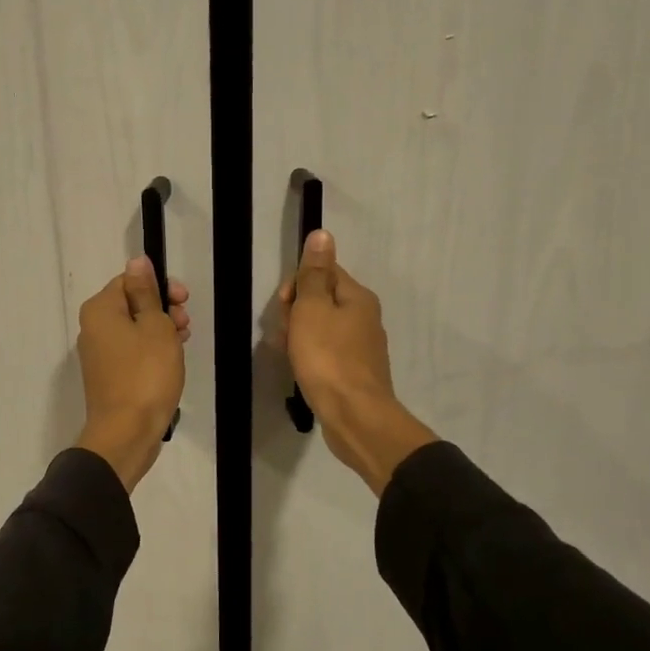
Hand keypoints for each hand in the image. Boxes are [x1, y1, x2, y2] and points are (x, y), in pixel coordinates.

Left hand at [75, 258, 189, 491]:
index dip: (159, 286)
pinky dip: (151, 351)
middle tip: (185, 324)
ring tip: (182, 343)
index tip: (184, 300)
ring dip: (160, 330)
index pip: (130, 280)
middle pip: (131, 304)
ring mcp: (99, 354)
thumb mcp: (154, 326)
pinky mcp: (108, 376)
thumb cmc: (145, 374)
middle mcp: (92, 328)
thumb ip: (146, 292)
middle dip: (162, 309)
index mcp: (99, 310)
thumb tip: (137, 261)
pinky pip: (132, 351)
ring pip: (133, 328)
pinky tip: (171, 360)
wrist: (126, 433)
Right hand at [279, 230, 436, 495]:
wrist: (354, 417)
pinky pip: (325, 352)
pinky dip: (309, 356)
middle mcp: (364, 318)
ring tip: (288, 354)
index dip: (298, 284)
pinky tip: (298, 369)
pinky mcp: (353, 372)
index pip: (323, 272)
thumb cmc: (328, 358)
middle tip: (286, 333)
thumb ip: (314, 273)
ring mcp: (360, 347)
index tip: (285, 305)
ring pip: (320, 328)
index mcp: (357, 297)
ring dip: (298, 336)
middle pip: (321, 300)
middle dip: (296, 312)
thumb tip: (322, 234)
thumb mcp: (313, 309)